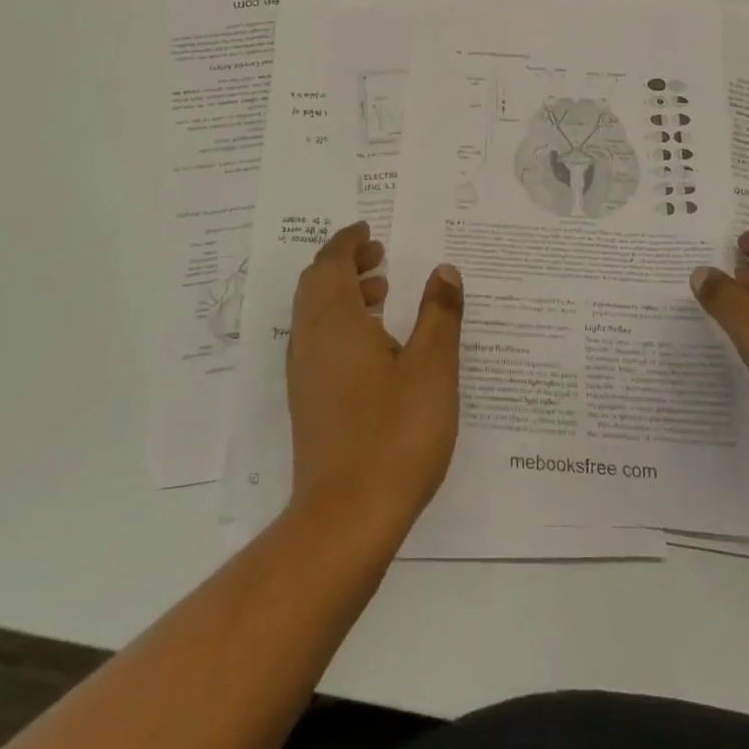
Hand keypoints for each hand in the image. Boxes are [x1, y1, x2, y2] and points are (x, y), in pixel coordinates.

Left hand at [287, 222, 464, 541]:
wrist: (346, 518)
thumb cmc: (394, 434)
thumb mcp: (432, 369)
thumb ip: (439, 315)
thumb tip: (443, 271)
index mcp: (335, 321)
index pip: (330, 263)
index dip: (348, 242)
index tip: (369, 229)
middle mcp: (311, 339)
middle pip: (317, 284)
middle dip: (346, 263)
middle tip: (381, 257)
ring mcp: (305, 372)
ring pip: (316, 314)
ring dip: (344, 293)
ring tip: (384, 294)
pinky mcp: (309, 400)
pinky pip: (319, 340)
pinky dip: (341, 323)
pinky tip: (375, 347)